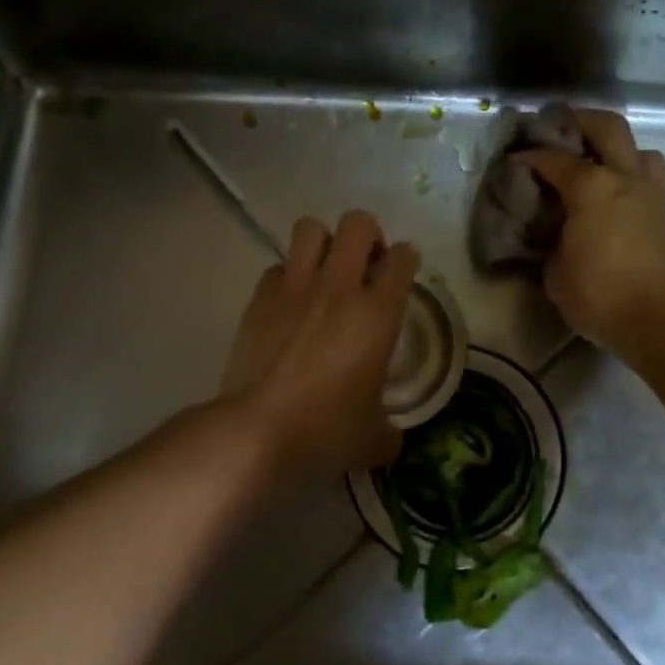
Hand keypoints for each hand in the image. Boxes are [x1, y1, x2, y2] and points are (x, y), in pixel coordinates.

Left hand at [221, 210, 419, 481]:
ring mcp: (295, 288)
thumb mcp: (373, 439)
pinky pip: (278, 267)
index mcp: (377, 313)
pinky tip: (290, 303)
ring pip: (310, 228)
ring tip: (325, 271)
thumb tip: (391, 438)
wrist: (257, 431)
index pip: (402, 259)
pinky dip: (288, 277)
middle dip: (367, 236)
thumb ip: (389, 431)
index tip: (403, 270)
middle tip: (365, 264)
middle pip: (358, 224)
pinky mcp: (260, 298)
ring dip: (323, 243)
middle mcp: (339, 288)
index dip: (406, 259)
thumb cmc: (325, 431)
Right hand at [515, 109, 664, 355]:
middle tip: (558, 128)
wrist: (662, 321)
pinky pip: (648, 178)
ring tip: (595, 163)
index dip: (530, 156)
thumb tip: (555, 231)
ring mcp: (652, 194)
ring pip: (639, 150)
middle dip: (580, 120)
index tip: (514, 160)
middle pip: (608, 127)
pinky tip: (612, 197)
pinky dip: (629, 175)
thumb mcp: (555, 271)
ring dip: (616, 148)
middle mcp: (626, 178)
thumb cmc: (601, 296)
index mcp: (593, 188)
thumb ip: (551, 240)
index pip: (554, 159)